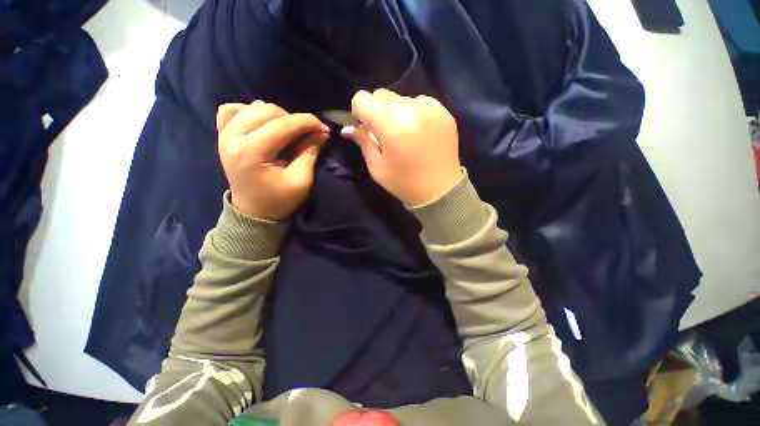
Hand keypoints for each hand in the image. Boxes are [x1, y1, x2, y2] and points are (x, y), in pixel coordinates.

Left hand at [217, 100, 329, 220]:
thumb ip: (310, 153)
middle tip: (307, 134)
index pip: (283, 125)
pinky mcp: (222, 136)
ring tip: (288, 131)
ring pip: (253, 107)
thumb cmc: (279, 200)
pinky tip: (261, 123)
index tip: (324, 128)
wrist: (254, 212)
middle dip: (294, 119)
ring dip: (276, 116)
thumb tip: (321, 132)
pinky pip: (231, 110)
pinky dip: (250, 112)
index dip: (307, 122)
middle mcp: (233, 138)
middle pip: (268, 110)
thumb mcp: (301, 180)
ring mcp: (224, 135)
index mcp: (252, 152)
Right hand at [341, 89, 461, 205]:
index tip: (365, 125)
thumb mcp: (378, 168)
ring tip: (404, 133)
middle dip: (377, 110)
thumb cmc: (405, 183)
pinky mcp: (444, 111)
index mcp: (392, 129)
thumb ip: (363, 143)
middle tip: (384, 132)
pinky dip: (413, 111)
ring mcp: (431, 109)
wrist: (441, 190)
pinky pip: (419, 101)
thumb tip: (347, 128)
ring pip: (401, 97)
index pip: (363, 99)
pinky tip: (418, 131)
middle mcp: (412, 112)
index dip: (359, 111)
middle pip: (382, 95)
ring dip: (395, 111)